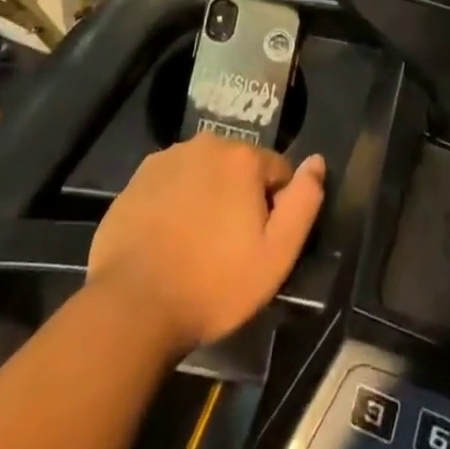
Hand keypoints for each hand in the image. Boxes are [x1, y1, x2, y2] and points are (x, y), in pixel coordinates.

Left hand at [88, 136, 325, 353]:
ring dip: (207, 197)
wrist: (132, 305)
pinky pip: (171, 183)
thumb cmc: (213, 284)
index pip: (278, 172)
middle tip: (228, 247)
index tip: (259, 244)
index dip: (275, 208)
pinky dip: (175, 202)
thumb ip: (303, 203)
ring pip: (203, 173)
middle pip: (238, 168)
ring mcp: (168, 157)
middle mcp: (207, 143)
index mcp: (243, 158)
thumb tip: (317, 162)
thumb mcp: (275, 256)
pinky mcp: (138, 177)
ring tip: (195, 245)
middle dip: (240, 198)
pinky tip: (167, 240)